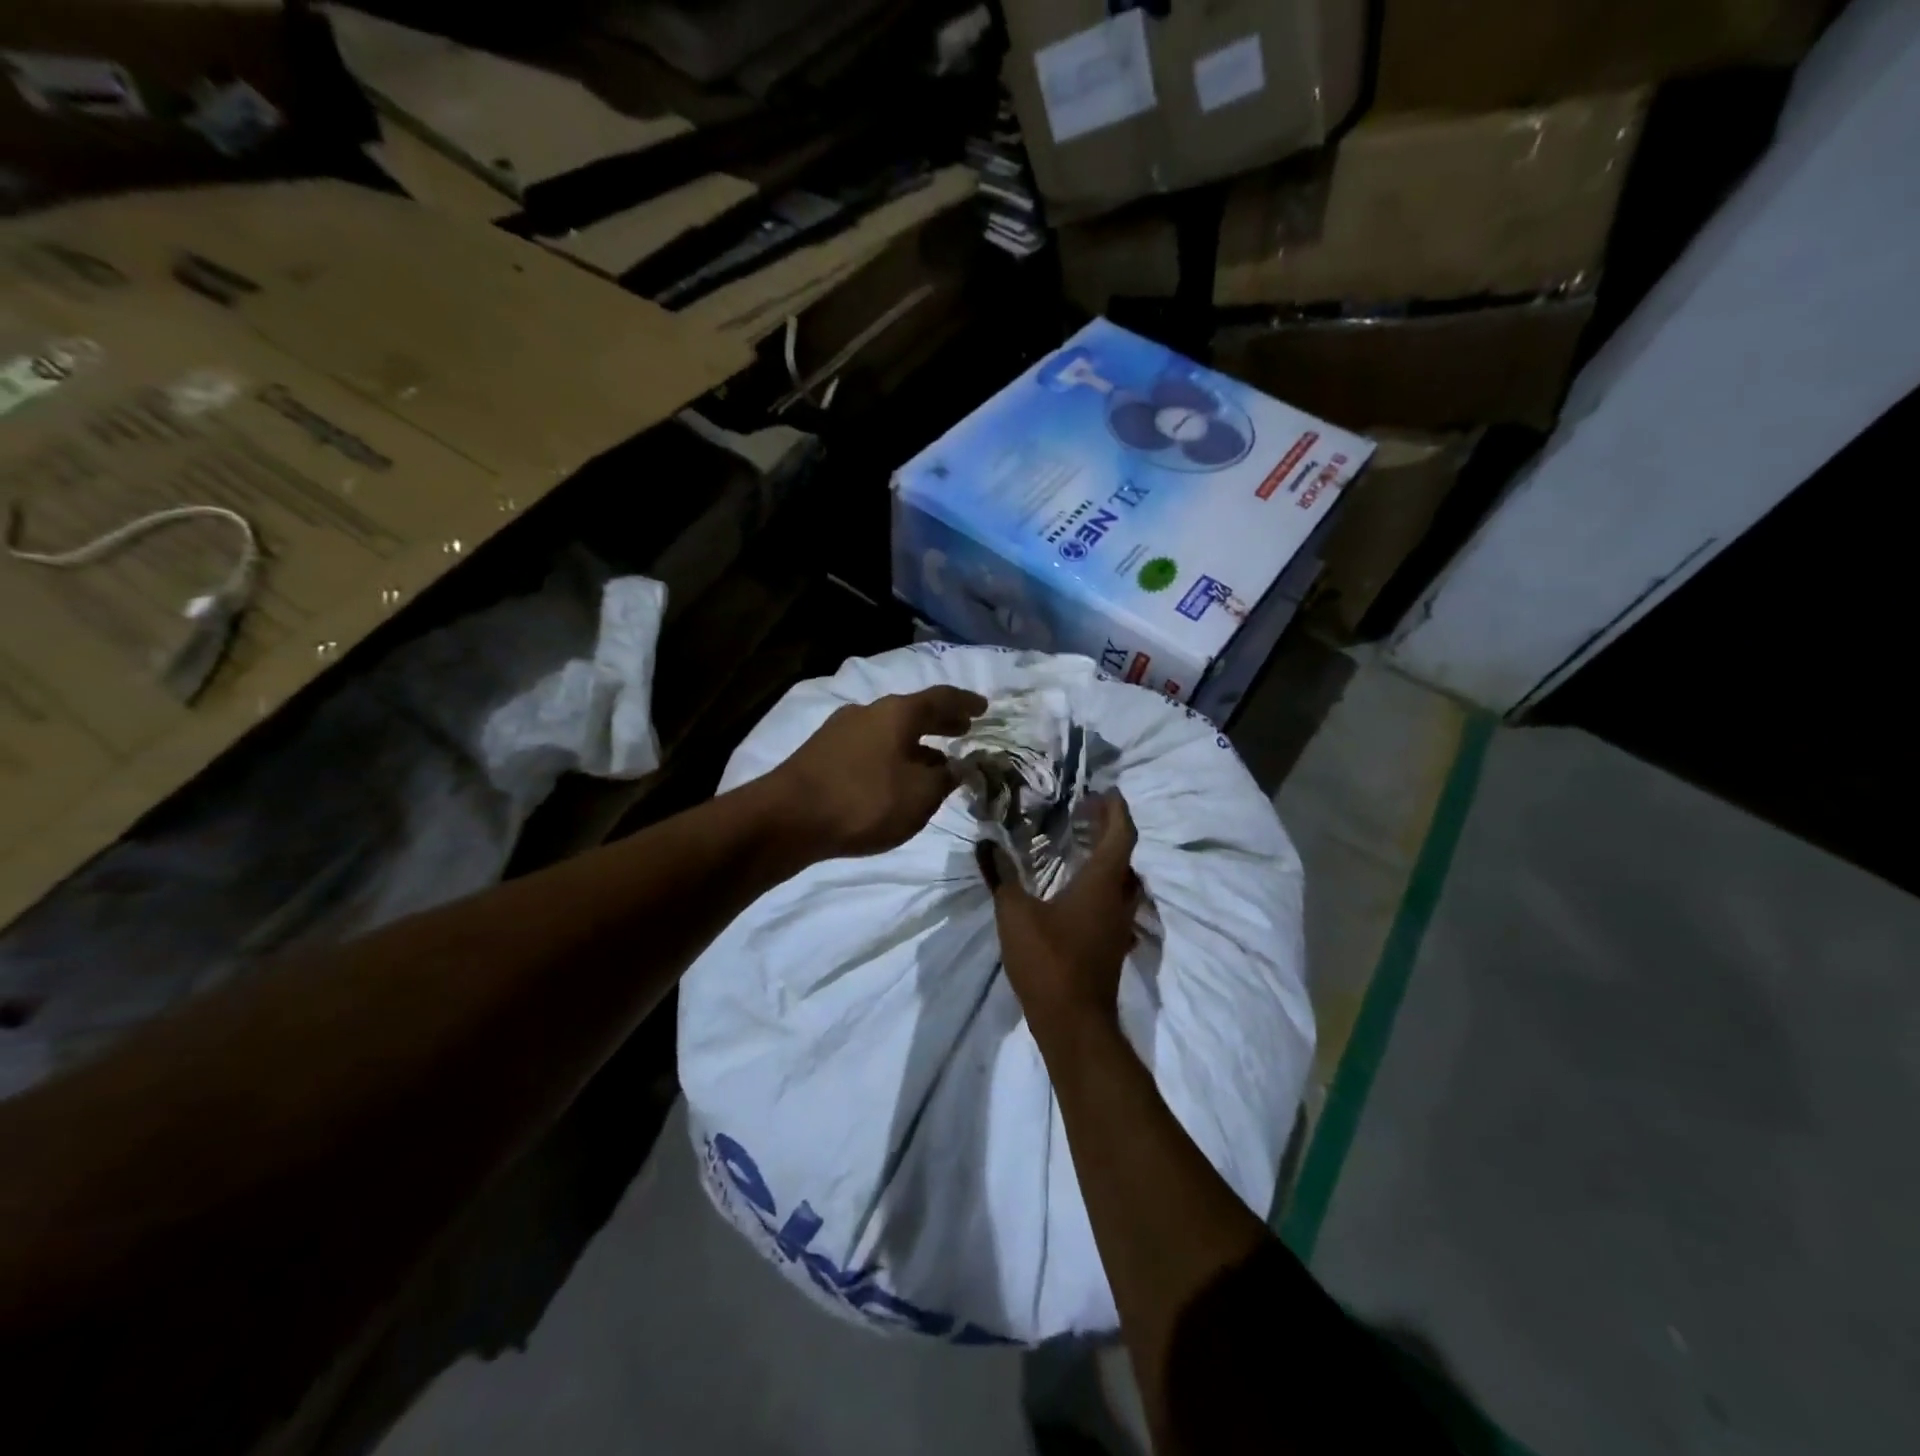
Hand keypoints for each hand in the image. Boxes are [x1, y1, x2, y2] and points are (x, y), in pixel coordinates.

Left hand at [771, 686, 986, 858]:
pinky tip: (893, 776)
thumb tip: (956, 767)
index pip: (941, 698)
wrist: (787, 818)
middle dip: (940, 722)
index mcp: (897, 712)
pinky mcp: (822, 752)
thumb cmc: (864, 801)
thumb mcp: (919, 796)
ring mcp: (840, 730)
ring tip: (932, 760)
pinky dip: (891, 754)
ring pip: (889, 730)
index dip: (966, 703)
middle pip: (912, 712)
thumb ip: (945, 779)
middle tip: (962, 731)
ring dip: (915, 742)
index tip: (983, 708)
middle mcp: (869, 711)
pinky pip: (869, 746)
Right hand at [979, 791, 1141, 1045]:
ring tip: (1079, 846)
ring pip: (1122, 882)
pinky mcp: (1112, 945)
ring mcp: (1119, 926)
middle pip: (1124, 855)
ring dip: (1107, 859)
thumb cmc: (1049, 962)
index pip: (1121, 834)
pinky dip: (1100, 885)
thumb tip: (985, 843)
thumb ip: (1001, 876)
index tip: (1103, 791)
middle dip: (1109, 830)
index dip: (1116, 809)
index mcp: (1102, 884)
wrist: (1075, 1024)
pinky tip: (1075, 891)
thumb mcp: (1015, 914)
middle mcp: (1119, 899)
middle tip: (1084, 814)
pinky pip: (1113, 903)